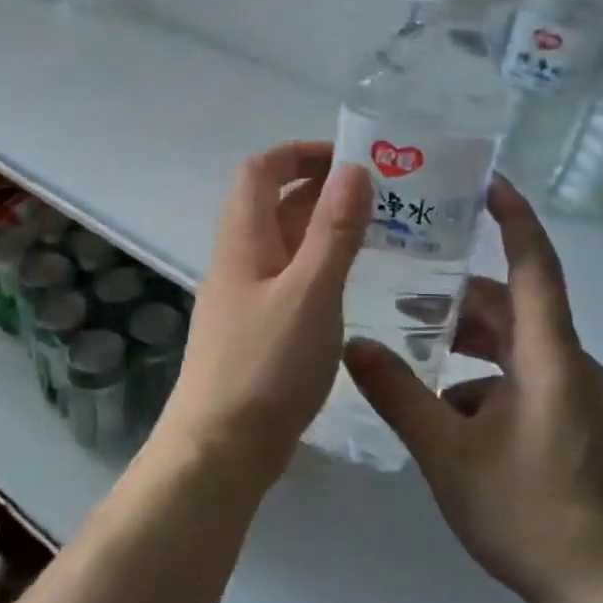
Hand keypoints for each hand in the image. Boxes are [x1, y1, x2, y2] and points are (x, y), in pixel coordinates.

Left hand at [159, 141, 370, 481]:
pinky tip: (351, 285)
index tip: (351, 159)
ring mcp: (245, 298)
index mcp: (243, 241)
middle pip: (274, 205)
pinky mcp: (256, 331)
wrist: (220, 449)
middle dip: (322, 190)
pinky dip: (319, 269)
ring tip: (379, 234)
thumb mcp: (310, 293)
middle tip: (381, 197)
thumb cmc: (265, 366)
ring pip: (285, 245)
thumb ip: (334, 231)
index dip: (299, 153)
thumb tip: (354, 168)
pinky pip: (289, 281)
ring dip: (324, 230)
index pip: (260, 170)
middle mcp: (238, 261)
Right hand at [342, 178, 602, 602]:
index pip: (535, 266)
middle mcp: (568, 365)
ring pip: (513, 350)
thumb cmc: (532, 514)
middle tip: (401, 298)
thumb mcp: (448, 453)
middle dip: (458, 302)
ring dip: (465, 347)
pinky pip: (521, 382)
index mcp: (549, 356)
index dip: (513, 219)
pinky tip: (442, 415)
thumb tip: (352, 344)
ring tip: (410, 356)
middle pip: (511, 310)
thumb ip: (398, 395)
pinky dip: (480, 382)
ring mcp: (575, 399)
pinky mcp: (573, 428)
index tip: (486, 183)